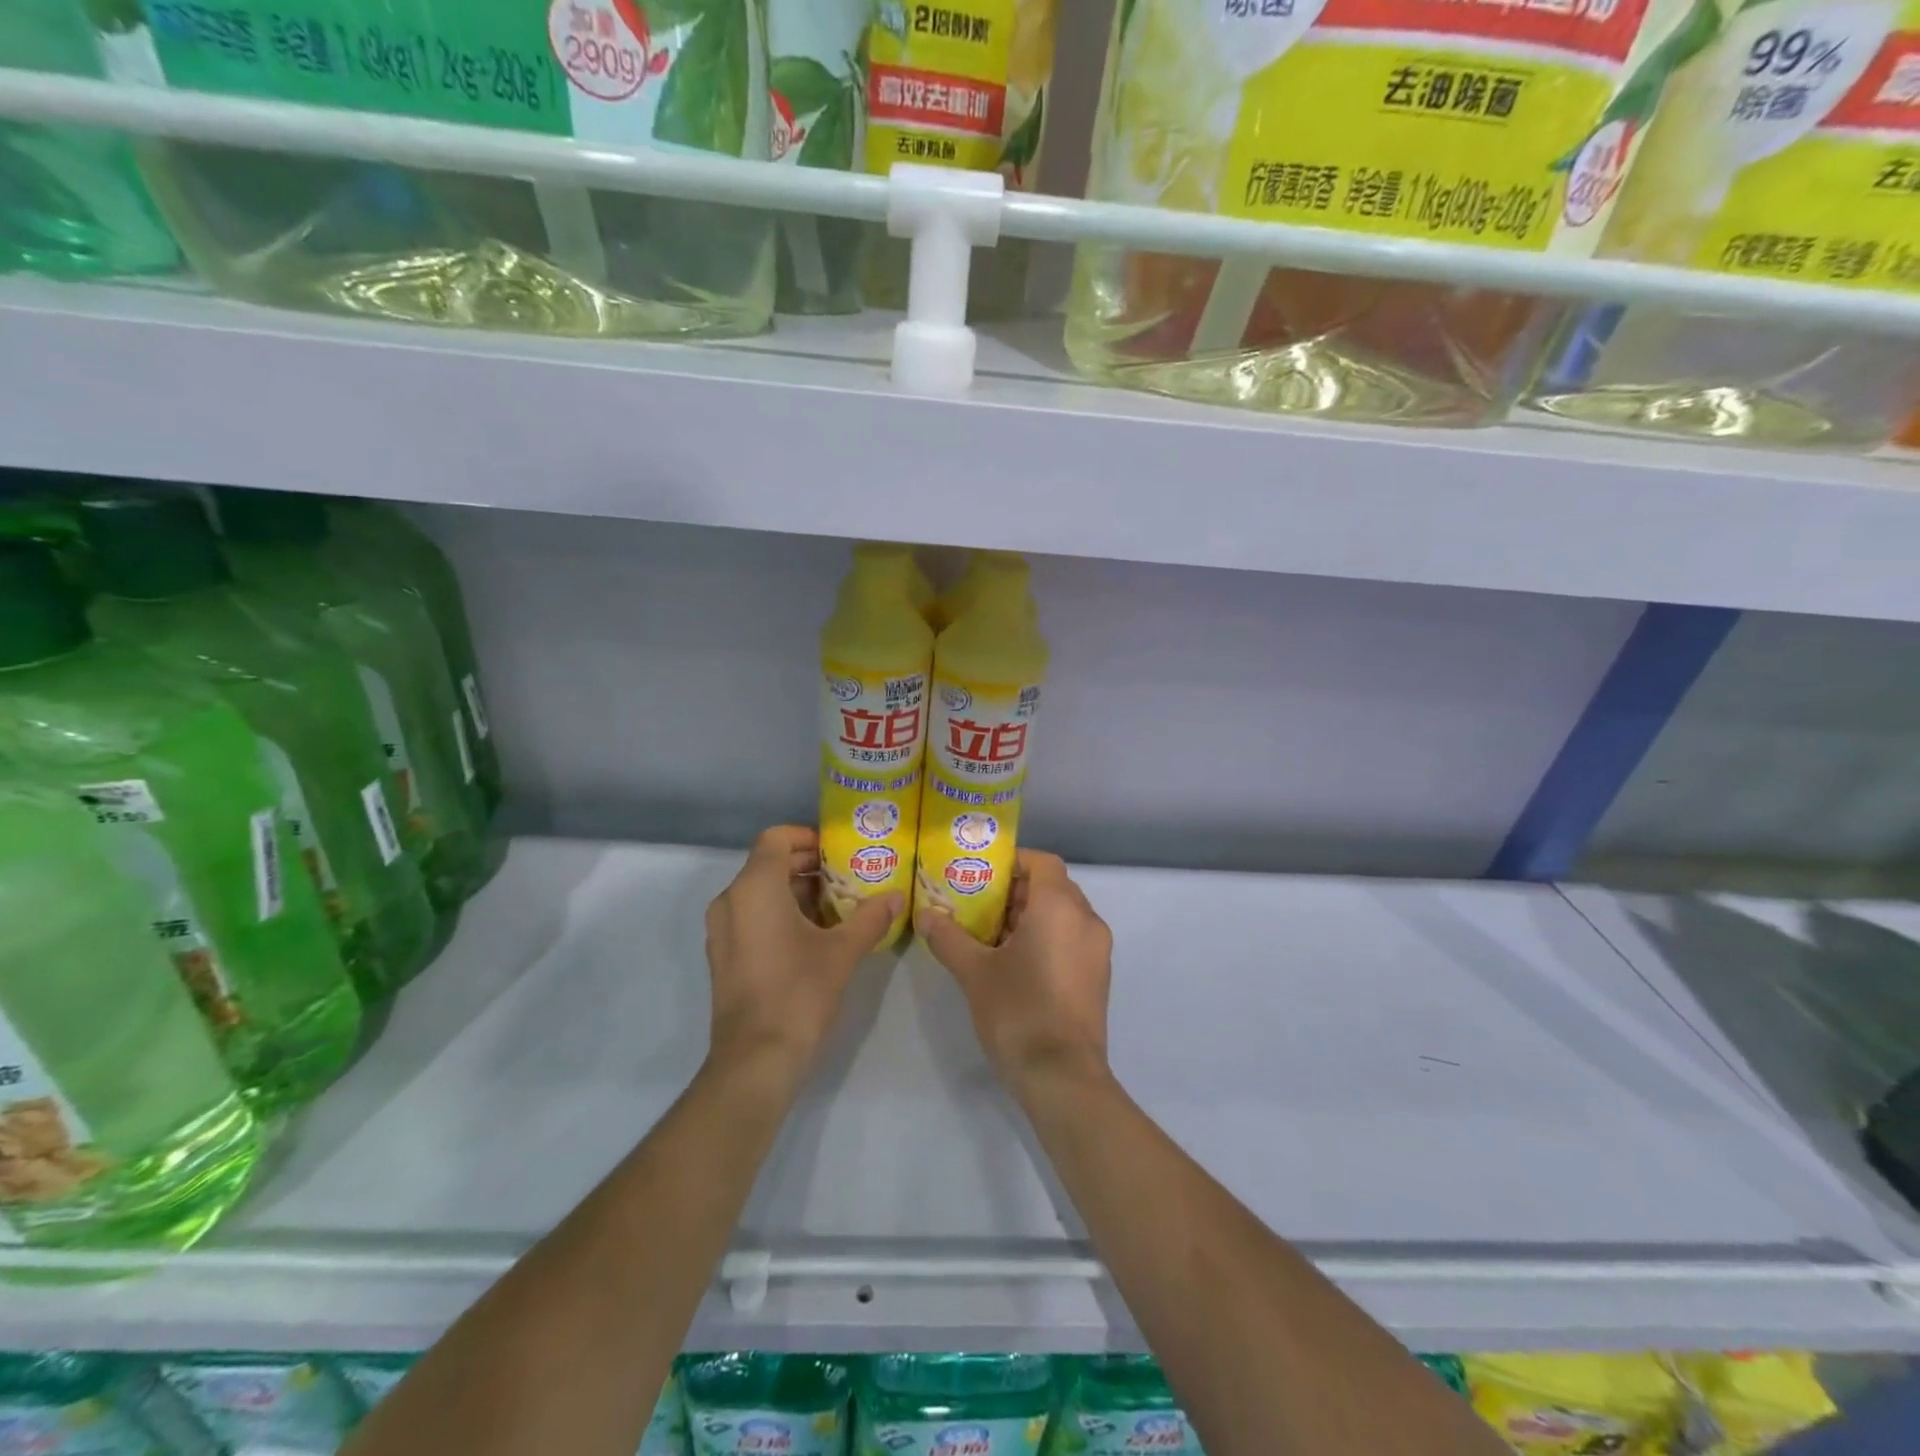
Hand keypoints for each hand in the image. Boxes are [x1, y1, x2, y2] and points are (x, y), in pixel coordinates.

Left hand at [704, 826, 899, 1086]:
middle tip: (847, 876)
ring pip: (760, 892)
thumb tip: (898, 897)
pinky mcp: (723, 955)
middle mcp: (731, 900)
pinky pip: (752, 916)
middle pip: (768, 863)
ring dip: (797, 891)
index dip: (807, 837)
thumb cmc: (799, 992)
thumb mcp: (843, 951)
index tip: (839, 851)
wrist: (756, 1059)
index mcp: (754, 888)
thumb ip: (871, 917)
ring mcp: (722, 930)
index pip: (776, 838)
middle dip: (808, 866)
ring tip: (838, 906)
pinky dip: (780, 913)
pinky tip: (815, 935)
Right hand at [917, 850, 1114, 1100]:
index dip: (1013, 862)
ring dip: (1030, 916)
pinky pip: (1071, 939)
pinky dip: (1046, 937)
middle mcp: (1086, 920)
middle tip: (978, 903)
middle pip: (1052, 887)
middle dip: (1016, 891)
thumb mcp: (974, 972)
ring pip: (1062, 915)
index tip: (982, 874)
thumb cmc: (1018, 1011)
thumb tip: (925, 915)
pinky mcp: (1097, 977)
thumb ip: (949, 938)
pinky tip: (1014, 962)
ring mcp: (1097, 950)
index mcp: (1060, 907)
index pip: (1042, 862)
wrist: (1062, 1077)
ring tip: (990, 934)